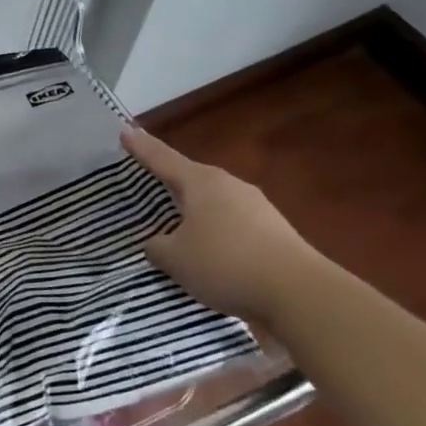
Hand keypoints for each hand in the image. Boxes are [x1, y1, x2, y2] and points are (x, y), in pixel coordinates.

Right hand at [121, 127, 324, 323]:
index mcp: (201, 182)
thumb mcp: (174, 258)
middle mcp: (230, 186)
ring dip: (195, 214)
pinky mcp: (275, 233)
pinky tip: (211, 256)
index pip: (162, 158)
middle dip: (170, 182)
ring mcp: (257, 208)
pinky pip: (233, 226)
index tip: (124, 130)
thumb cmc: (225, 264)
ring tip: (177, 230)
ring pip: (214, 204)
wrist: (301, 295)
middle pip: (190, 179)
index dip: (141, 147)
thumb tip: (159, 242)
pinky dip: (217, 235)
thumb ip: (157, 246)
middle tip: (147, 183)